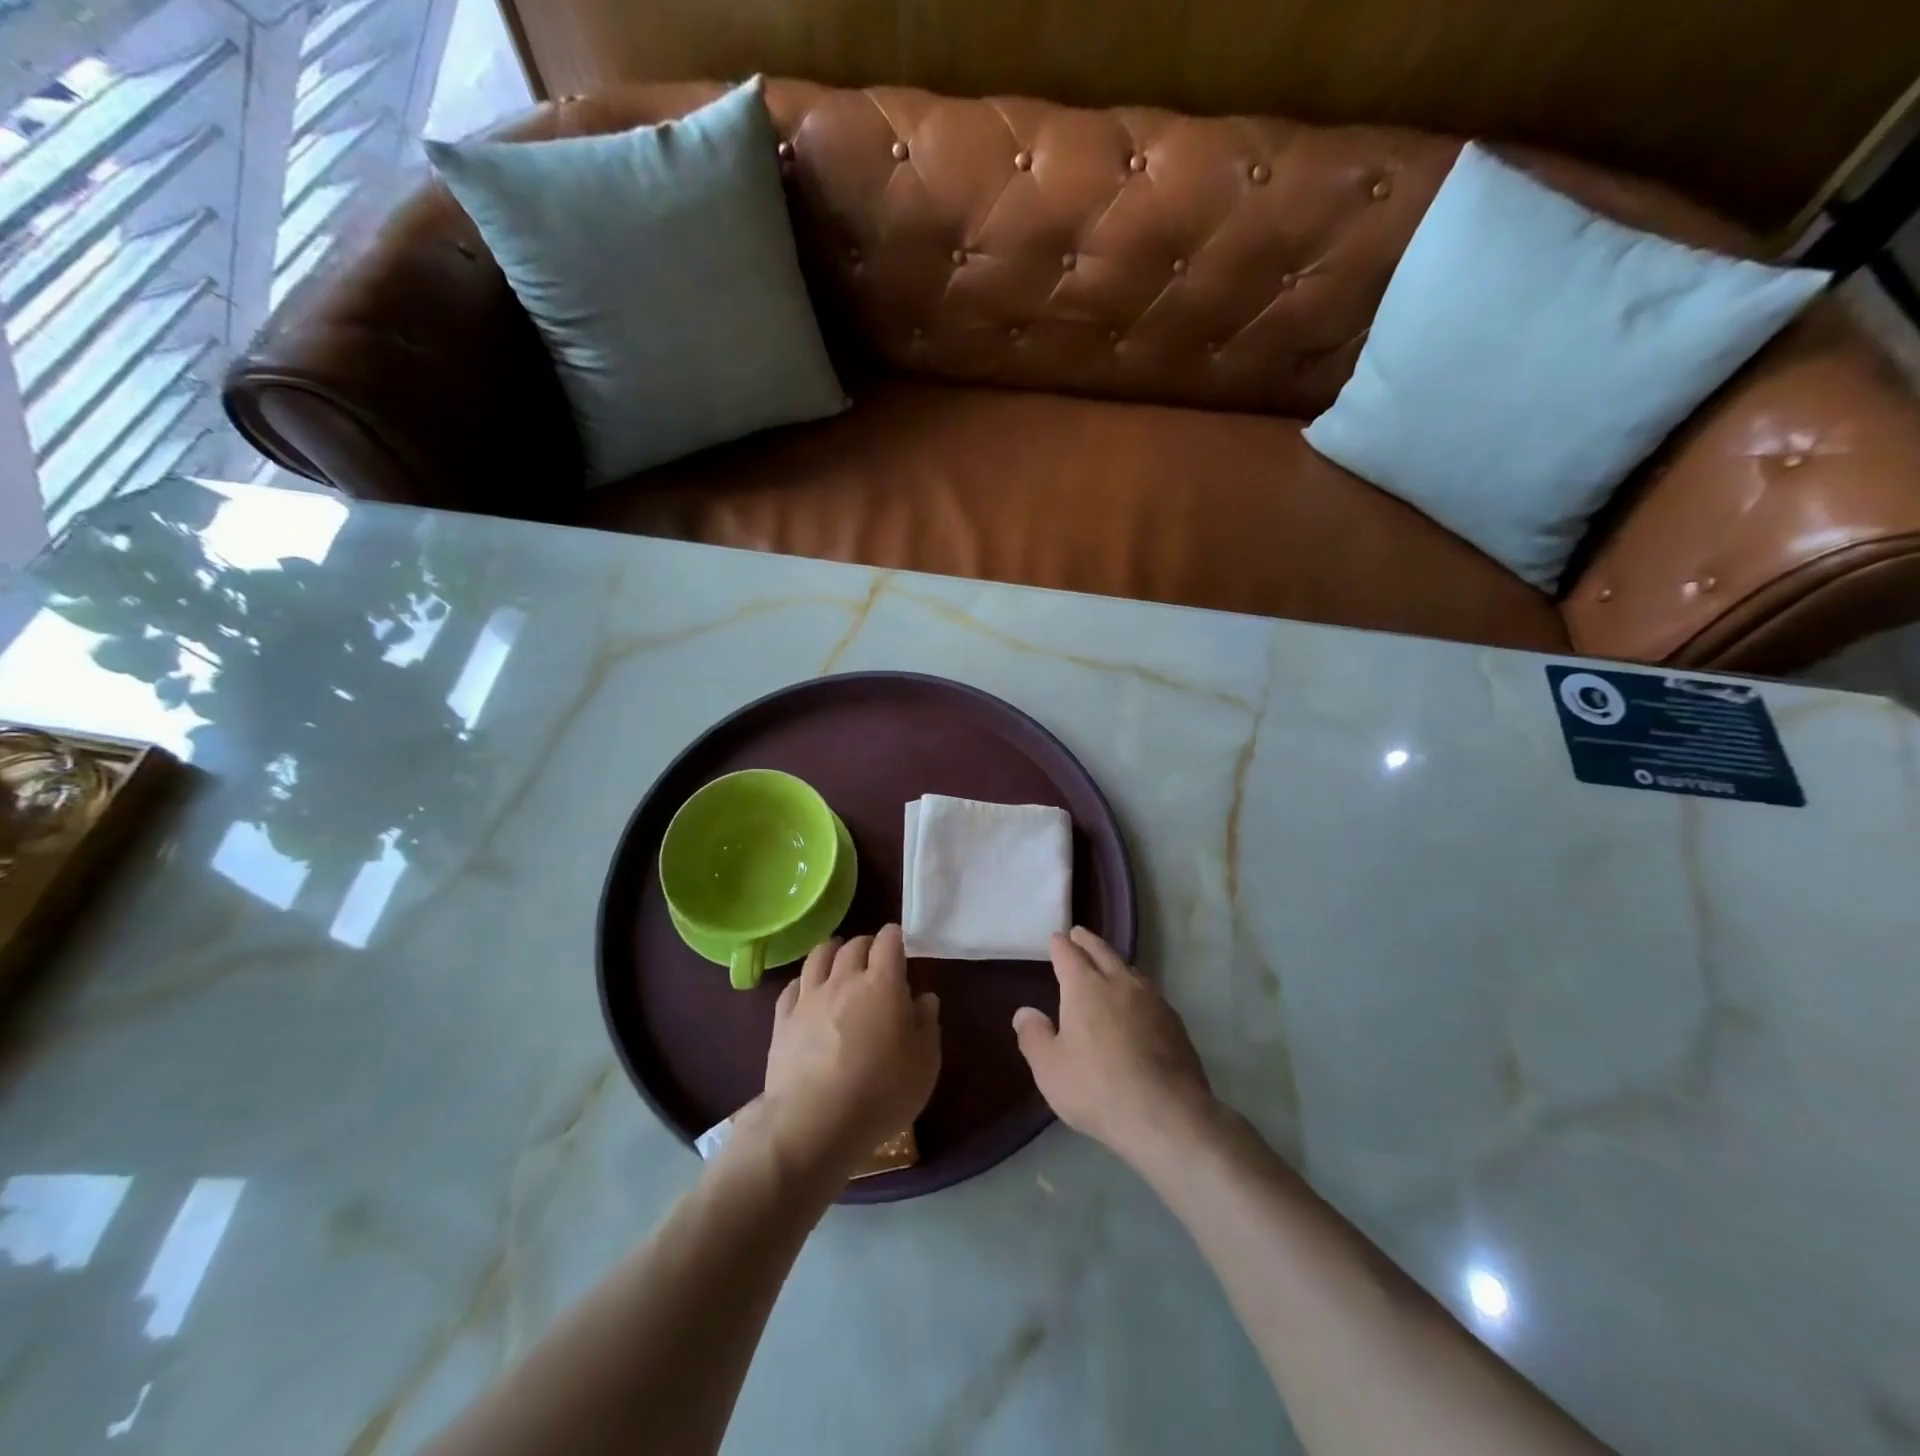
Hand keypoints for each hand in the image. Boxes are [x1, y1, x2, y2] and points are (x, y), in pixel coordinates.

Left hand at [760, 925, 940, 1179]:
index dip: (895, 937)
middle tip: (874, 958)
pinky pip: (793, 986)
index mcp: (882, 984)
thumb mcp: (924, 1064)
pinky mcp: (782, 1019)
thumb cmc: (880, 1093)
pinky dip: (805, 981)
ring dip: (833, 951)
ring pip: (819, 956)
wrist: (813, 1124)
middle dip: (867, 945)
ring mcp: (809, 997)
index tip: (900, 945)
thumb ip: (927, 1025)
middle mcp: (844, 980)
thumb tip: (924, 999)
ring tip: (839, 959)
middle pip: (854, 945)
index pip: (888, 941)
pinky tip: (808, 991)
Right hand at [1013, 927, 1215, 1164]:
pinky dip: (1136, 989)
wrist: (1167, 1115)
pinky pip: (1149, 993)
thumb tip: (1025, 1012)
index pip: (1069, 954)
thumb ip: (1034, 1036)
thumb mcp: (1050, 1069)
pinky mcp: (1174, 1022)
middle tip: (1079, 934)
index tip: (1056, 938)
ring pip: (1129, 970)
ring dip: (1114, 962)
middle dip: (1088, 942)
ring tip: (1108, 964)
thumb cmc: (1097, 1088)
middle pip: (1102, 952)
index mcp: (1085, 987)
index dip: (1060, 945)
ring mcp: (1152, 1000)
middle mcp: (1119, 983)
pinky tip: (1137, 1003)